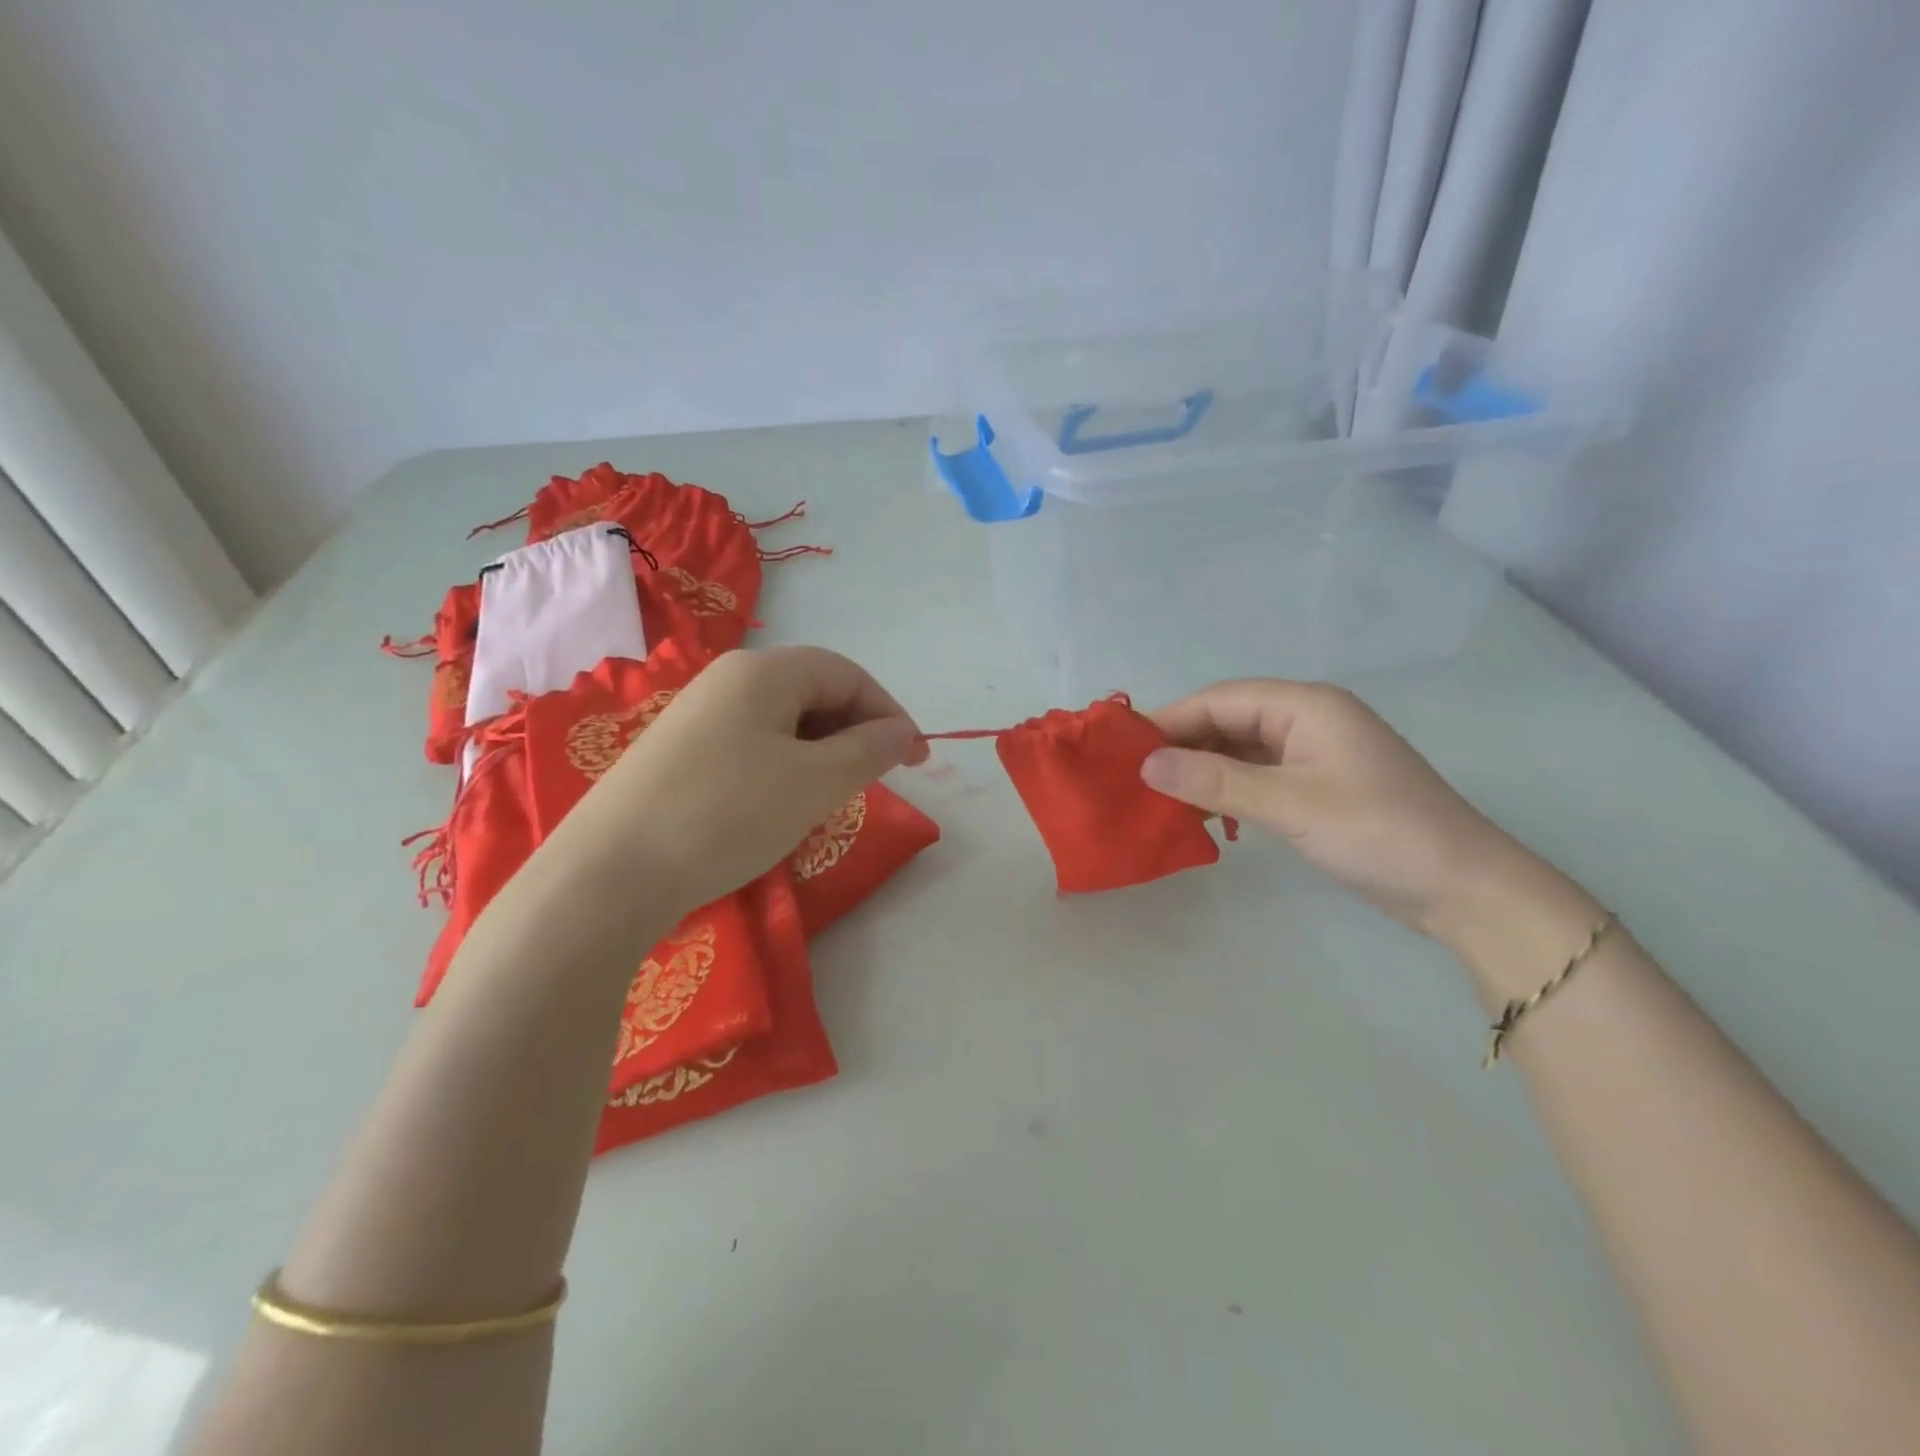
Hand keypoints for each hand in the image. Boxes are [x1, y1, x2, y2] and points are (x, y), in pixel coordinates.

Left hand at [559, 647, 926, 915]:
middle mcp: (727, 680)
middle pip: (813, 692)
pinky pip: (751, 746)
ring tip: (830, 798)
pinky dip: (784, 768)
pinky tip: (779, 807)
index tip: (916, 760)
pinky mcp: (677, 753)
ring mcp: (696, 715)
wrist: (609, 873)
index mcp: (763, 671)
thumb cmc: (727, 814)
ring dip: (821, 753)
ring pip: (783, 722)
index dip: (890, 712)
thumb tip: (901, 733)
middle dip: (855, 733)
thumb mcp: (815, 782)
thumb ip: (869, 751)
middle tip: (874, 781)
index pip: (847, 674)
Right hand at [1142, 680, 1530, 939]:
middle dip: (1183, 745)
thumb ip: (1215, 781)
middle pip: (1229, 719)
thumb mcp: (1289, 804)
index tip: (1123, 749)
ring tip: (1159, 797)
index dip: (1170, 719)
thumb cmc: (1377, 833)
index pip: (1221, 698)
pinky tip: (1203, 813)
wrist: (1463, 889)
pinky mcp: (1319, 786)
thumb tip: (1146, 765)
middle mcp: (1309, 719)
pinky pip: (1258, 775)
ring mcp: (1315, 754)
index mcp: (1306, 706)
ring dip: (1203, 770)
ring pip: (1241, 749)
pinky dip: (1228, 790)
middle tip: (1135, 777)